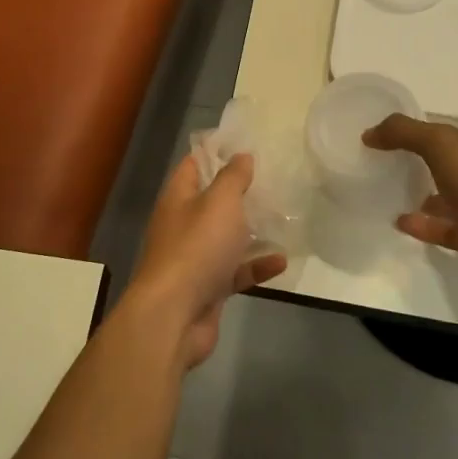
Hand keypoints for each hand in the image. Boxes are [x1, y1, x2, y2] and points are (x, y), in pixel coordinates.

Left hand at [123, 154, 287, 368]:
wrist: (174, 316)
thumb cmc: (196, 247)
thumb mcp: (220, 202)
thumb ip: (232, 177)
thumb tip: (241, 155)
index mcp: (178, 198)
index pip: (194, 165)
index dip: (216, 151)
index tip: (244, 143)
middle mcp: (183, 224)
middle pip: (212, 202)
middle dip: (239, 192)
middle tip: (273, 180)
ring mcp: (194, 258)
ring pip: (226, 238)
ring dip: (251, 231)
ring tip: (283, 218)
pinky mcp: (208, 287)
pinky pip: (236, 271)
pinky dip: (256, 266)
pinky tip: (282, 261)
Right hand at [363, 114, 457, 307]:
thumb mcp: (444, 146)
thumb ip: (406, 133)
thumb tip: (370, 132)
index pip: (452, 139)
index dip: (421, 136)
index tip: (388, 140)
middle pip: (452, 168)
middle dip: (424, 166)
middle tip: (386, 167)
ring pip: (450, 201)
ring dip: (423, 197)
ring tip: (387, 195)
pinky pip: (447, 230)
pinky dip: (424, 226)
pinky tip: (400, 223)